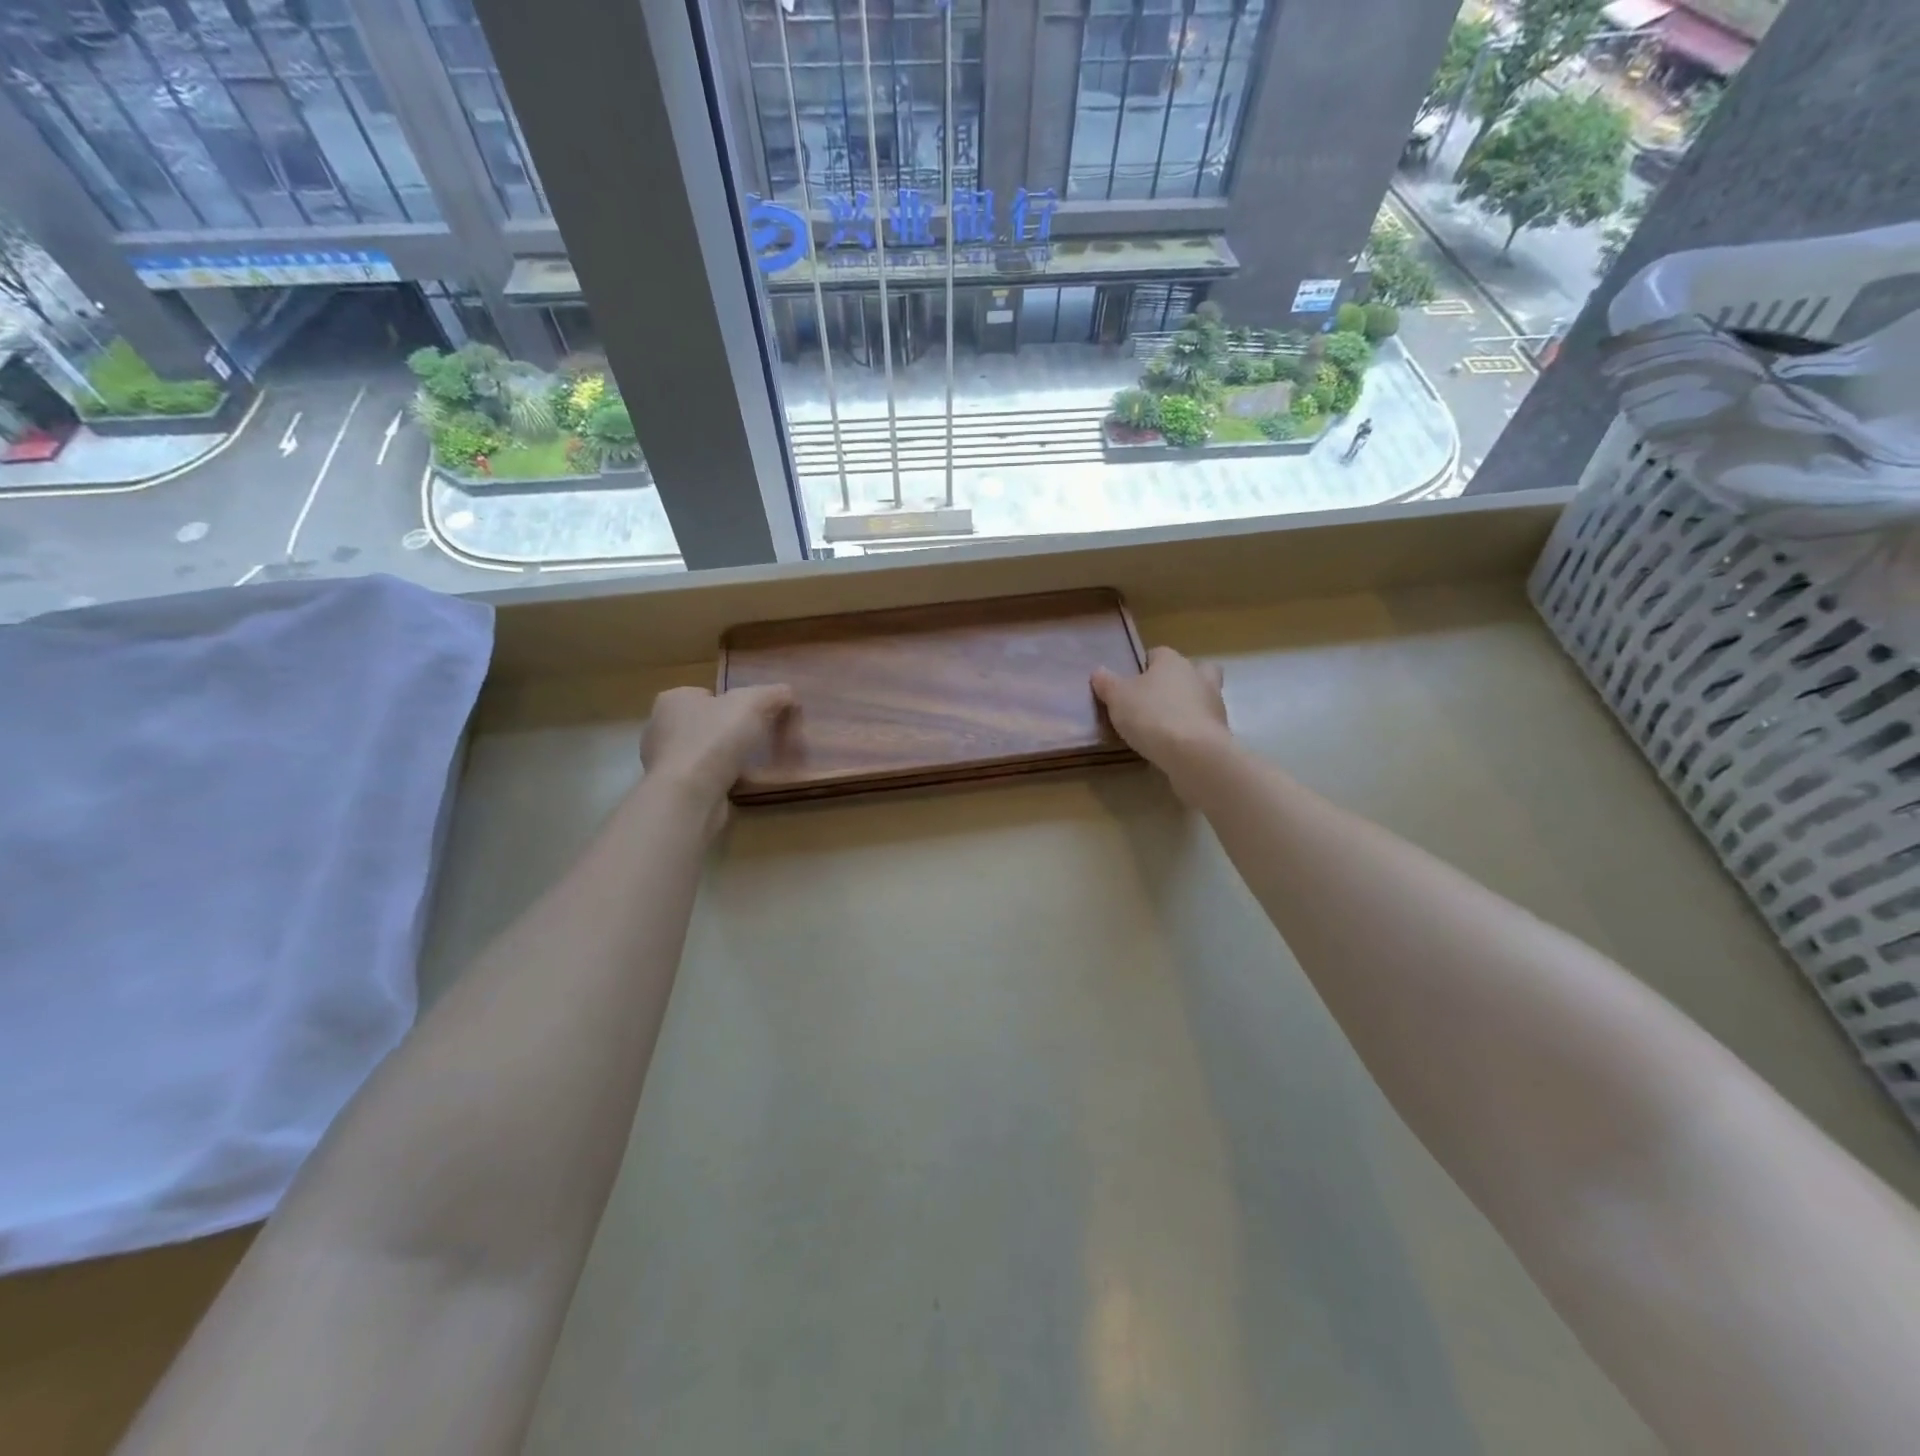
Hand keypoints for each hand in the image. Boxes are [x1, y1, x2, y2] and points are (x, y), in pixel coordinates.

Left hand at [641, 684, 794, 809]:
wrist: (690, 794)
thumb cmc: (716, 738)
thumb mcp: (753, 703)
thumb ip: (774, 693)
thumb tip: (788, 694)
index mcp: (674, 699)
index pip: (707, 694)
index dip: (733, 703)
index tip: (756, 717)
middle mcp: (661, 727)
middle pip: (706, 723)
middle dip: (729, 731)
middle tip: (758, 740)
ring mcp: (664, 761)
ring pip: (704, 752)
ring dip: (724, 757)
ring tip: (752, 764)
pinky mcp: (673, 789)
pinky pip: (702, 778)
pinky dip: (720, 780)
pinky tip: (739, 784)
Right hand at [1092, 647, 1230, 774]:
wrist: (1193, 753)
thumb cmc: (1151, 715)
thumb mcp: (1117, 698)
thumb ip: (1107, 683)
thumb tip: (1099, 671)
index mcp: (1172, 661)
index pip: (1158, 653)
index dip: (1144, 666)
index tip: (1132, 683)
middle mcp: (1198, 675)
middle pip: (1191, 670)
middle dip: (1177, 680)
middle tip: (1157, 698)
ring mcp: (1214, 703)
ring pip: (1202, 696)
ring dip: (1188, 706)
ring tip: (1164, 726)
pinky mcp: (1220, 730)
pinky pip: (1203, 723)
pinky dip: (1192, 730)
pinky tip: (1175, 744)